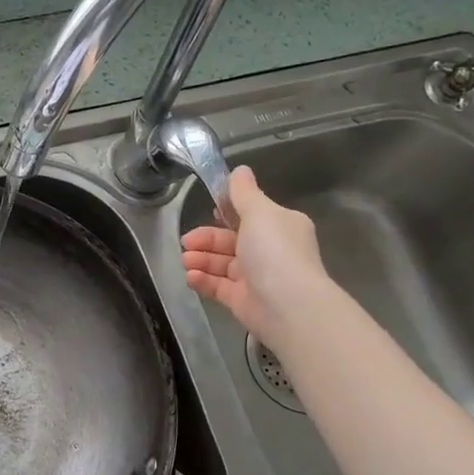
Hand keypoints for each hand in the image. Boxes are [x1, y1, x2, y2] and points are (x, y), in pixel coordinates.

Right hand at [181, 165, 332, 350]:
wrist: (287, 305)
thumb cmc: (275, 251)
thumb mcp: (259, 212)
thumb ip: (244, 193)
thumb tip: (240, 170)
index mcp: (279, 226)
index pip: (250, 216)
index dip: (226, 213)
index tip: (208, 211)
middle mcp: (269, 251)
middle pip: (230, 241)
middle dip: (206, 239)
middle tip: (186, 241)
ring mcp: (256, 277)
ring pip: (222, 264)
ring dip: (201, 259)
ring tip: (186, 260)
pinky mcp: (243, 300)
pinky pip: (219, 287)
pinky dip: (204, 280)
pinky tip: (190, 277)